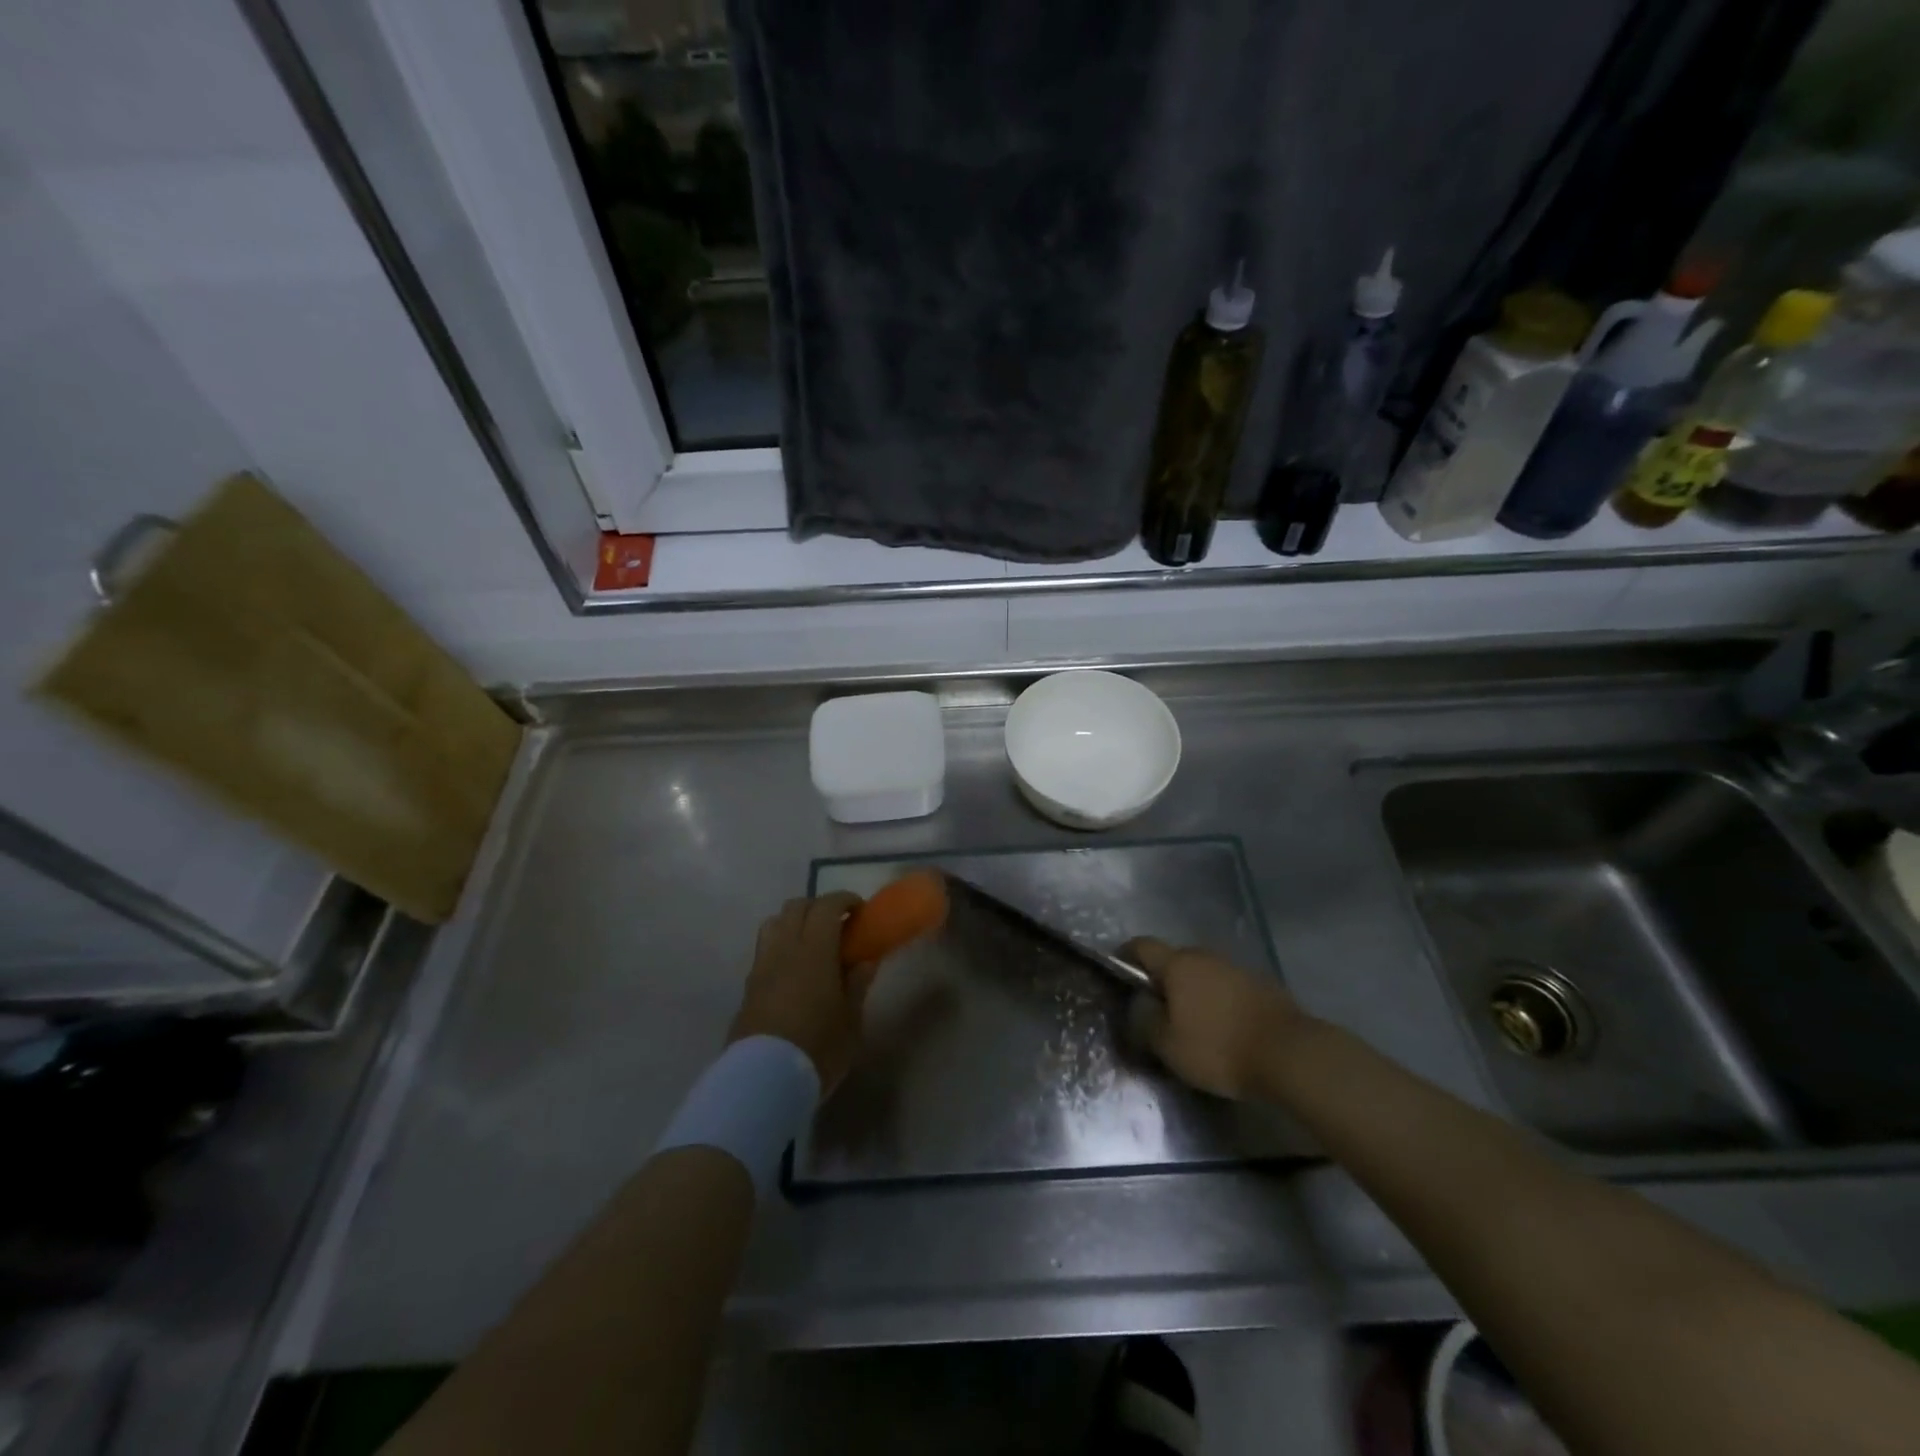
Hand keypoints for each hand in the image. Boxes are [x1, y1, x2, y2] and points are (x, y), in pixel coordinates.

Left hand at [729, 893, 875, 1092]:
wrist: (762, 1081)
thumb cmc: (817, 1049)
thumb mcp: (850, 1020)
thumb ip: (857, 984)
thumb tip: (866, 960)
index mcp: (813, 951)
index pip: (826, 907)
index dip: (844, 900)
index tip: (860, 910)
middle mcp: (784, 949)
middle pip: (796, 907)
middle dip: (819, 907)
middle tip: (839, 925)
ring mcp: (761, 966)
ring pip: (774, 923)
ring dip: (794, 922)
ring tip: (812, 943)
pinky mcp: (748, 987)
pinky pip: (764, 949)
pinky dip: (781, 946)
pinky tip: (794, 971)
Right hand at [1124, 937, 1306, 1099]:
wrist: (1291, 1055)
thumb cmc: (1219, 1048)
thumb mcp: (1168, 1046)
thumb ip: (1145, 1021)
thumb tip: (1140, 1005)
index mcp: (1178, 964)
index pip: (1142, 946)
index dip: (1125, 956)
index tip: (1118, 974)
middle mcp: (1205, 956)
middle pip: (1174, 961)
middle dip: (1163, 981)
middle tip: (1157, 1012)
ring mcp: (1237, 968)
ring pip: (1203, 975)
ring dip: (1194, 992)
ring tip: (1193, 1025)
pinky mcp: (1262, 986)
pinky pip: (1228, 988)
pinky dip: (1219, 1003)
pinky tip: (1224, 1030)